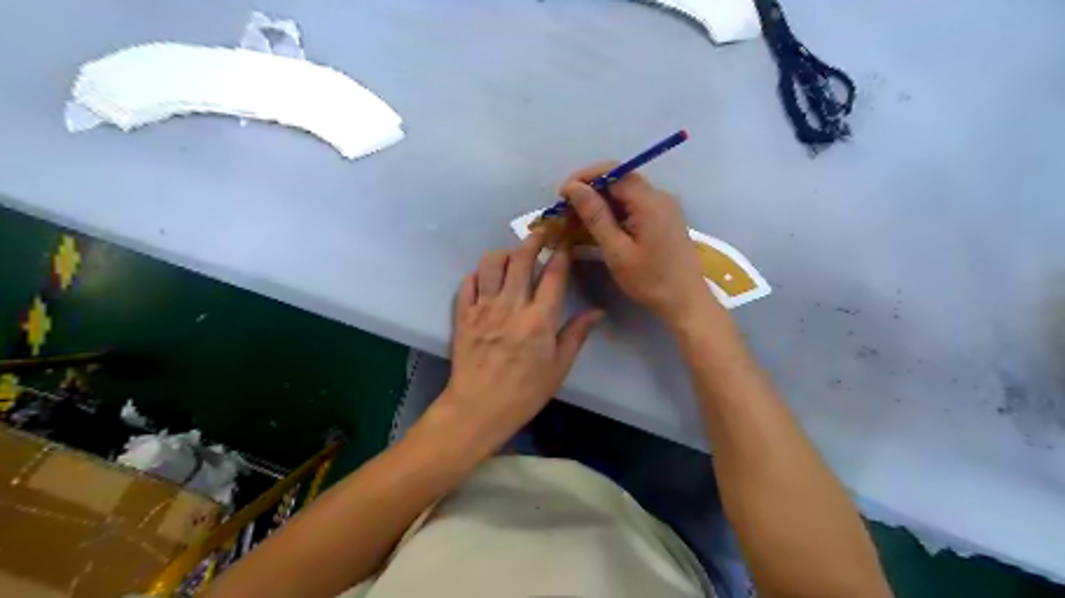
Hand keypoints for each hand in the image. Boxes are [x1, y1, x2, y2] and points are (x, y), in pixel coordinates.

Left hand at [436, 231, 601, 450]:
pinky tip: (486, 278)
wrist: (479, 408)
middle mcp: (511, 305)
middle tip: (540, 233)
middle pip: (522, 259)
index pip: (554, 275)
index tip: (565, 240)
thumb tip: (597, 312)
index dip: (561, 253)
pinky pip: (468, 282)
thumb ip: (576, 334)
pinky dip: (478, 274)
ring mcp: (484, 308)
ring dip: (504, 254)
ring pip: (492, 264)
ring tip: (512, 257)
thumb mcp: (559, 367)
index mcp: (539, 319)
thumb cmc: (525, 391)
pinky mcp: (463, 314)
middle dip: (533, 240)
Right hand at [559, 163, 714, 326]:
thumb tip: (573, 187)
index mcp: (649, 201)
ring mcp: (663, 207)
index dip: (584, 177)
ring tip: (577, 220)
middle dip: (590, 190)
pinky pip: (634, 205)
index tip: (562, 196)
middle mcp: (659, 196)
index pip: (613, 171)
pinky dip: (614, 211)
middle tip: (566, 211)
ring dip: (600, 202)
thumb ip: (595, 216)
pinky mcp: (663, 218)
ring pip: (625, 193)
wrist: (686, 301)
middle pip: (619, 179)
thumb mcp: (617, 251)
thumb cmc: (650, 280)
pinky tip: (598, 226)